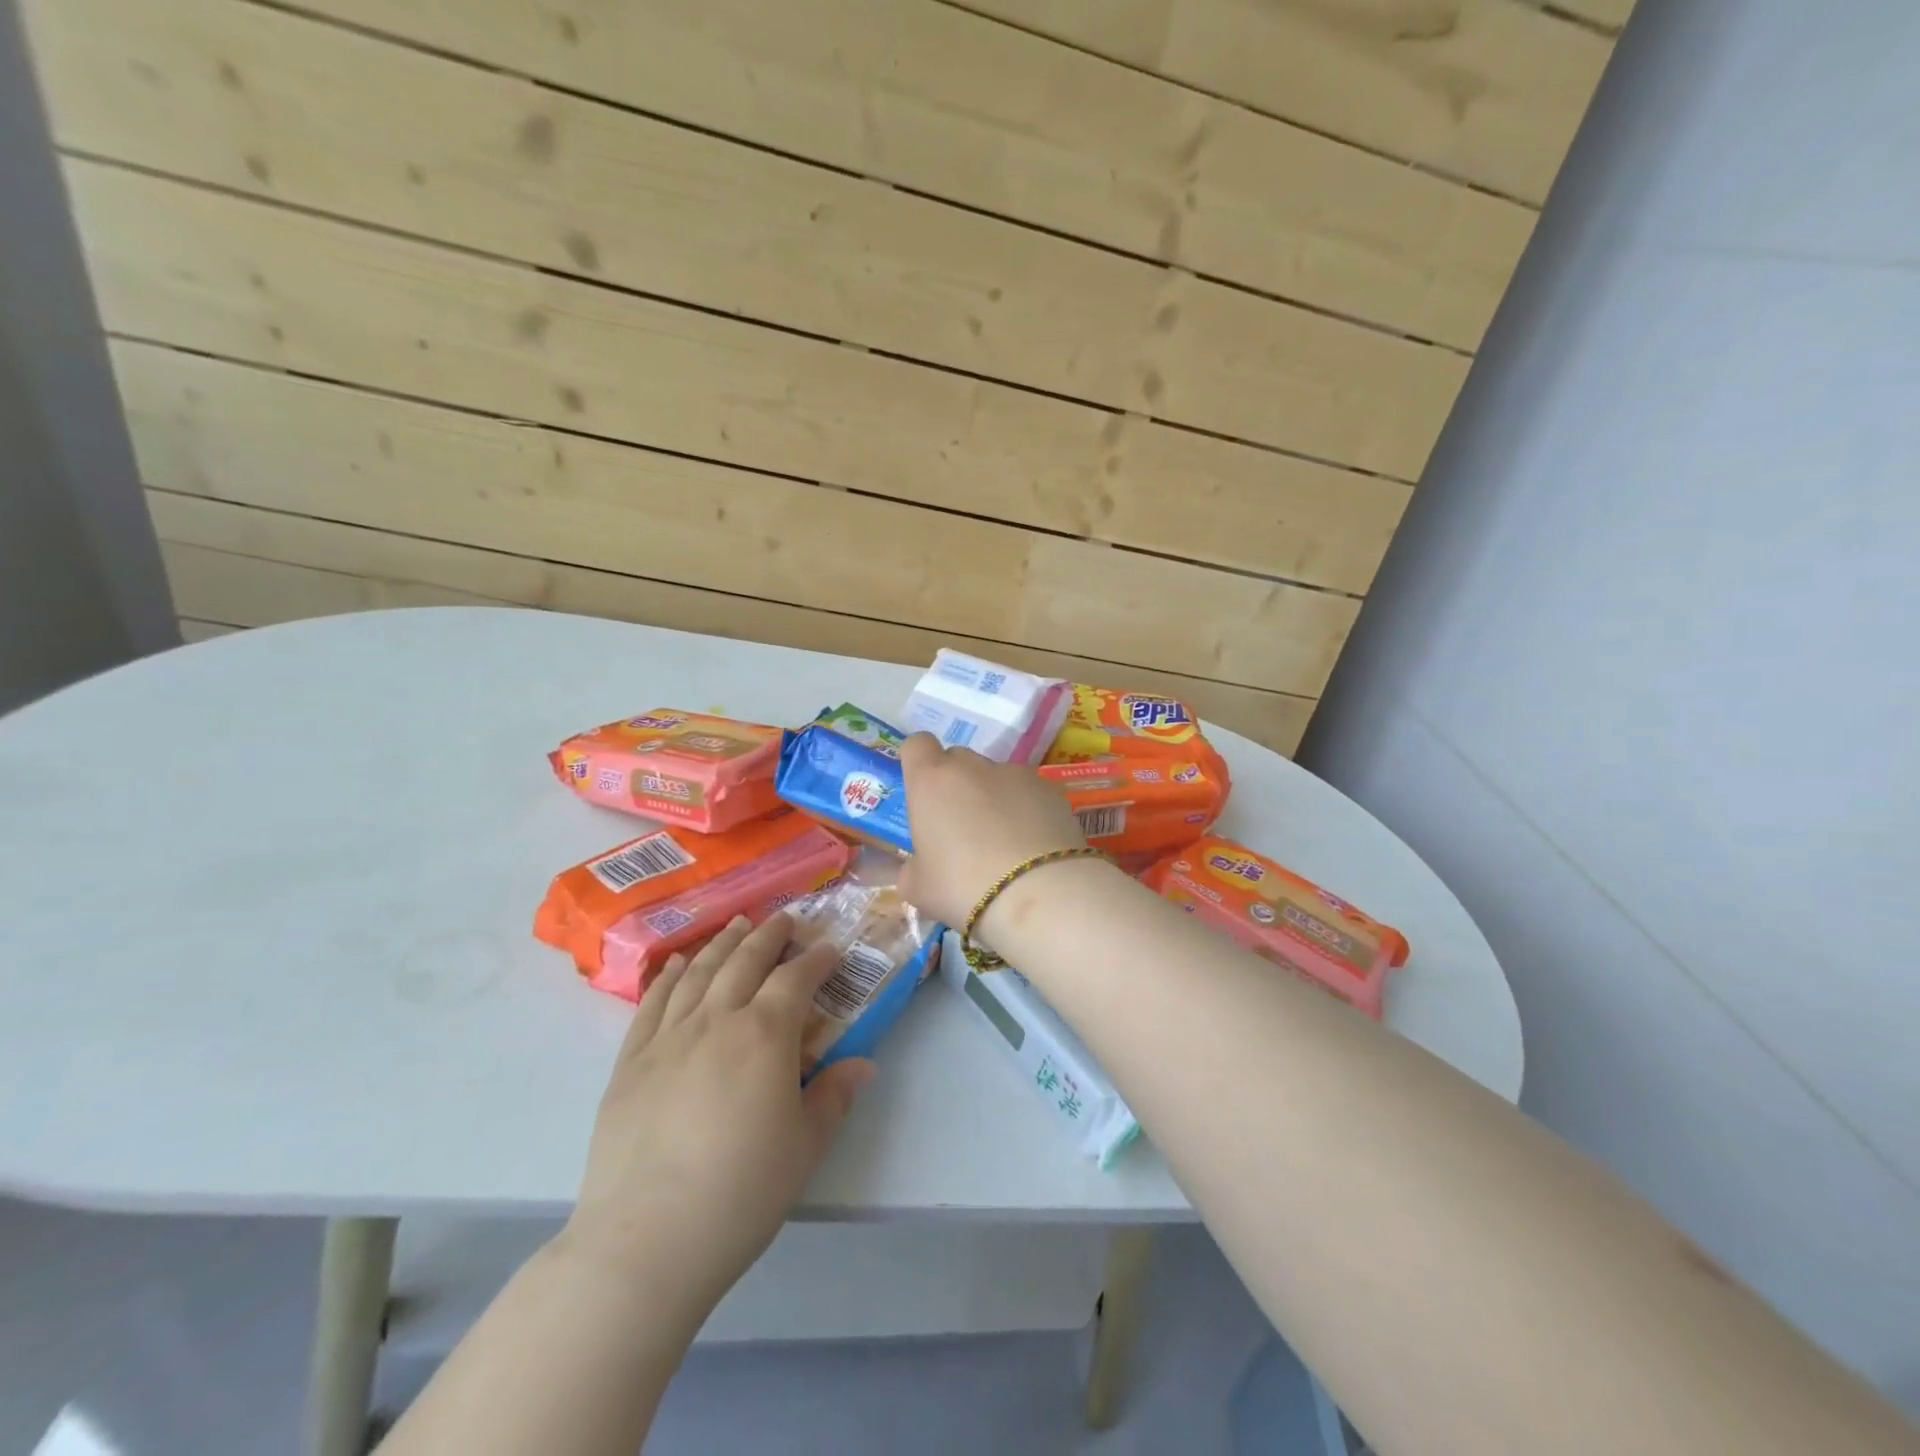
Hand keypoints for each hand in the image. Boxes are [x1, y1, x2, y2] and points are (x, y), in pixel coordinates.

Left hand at [557, 914, 873, 1323]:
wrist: (645, 1242)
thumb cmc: (740, 1193)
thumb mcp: (804, 1147)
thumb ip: (833, 1097)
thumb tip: (863, 1064)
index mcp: (764, 1035)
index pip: (795, 979)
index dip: (816, 959)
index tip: (830, 949)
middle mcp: (716, 1020)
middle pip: (745, 961)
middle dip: (769, 935)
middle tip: (785, 919)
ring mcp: (668, 1037)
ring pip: (700, 972)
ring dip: (723, 943)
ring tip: (737, 925)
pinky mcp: (630, 1061)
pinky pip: (653, 1002)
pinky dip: (670, 975)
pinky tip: (679, 963)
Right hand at [897, 733, 1087, 928]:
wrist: (1038, 893)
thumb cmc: (963, 887)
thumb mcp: (919, 888)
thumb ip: (912, 868)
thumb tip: (919, 865)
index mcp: (931, 781)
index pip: (917, 745)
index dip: (918, 763)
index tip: (922, 790)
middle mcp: (971, 766)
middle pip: (957, 760)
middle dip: (956, 785)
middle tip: (960, 826)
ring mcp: (1015, 773)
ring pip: (995, 777)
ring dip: (993, 798)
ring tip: (1004, 842)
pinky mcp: (1050, 788)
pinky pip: (1028, 792)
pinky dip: (1026, 809)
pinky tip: (1032, 845)